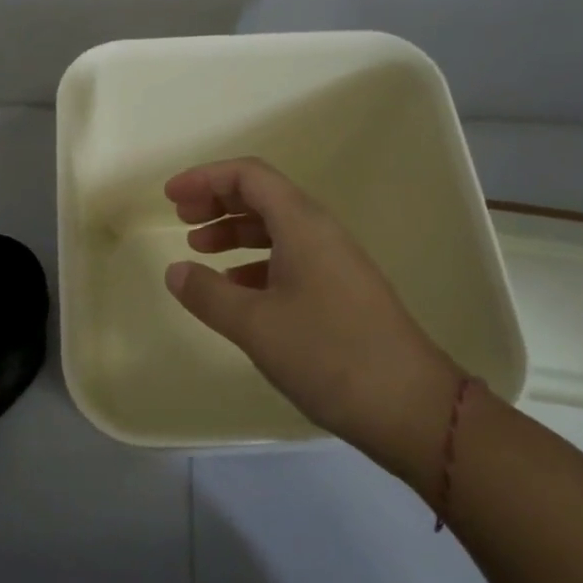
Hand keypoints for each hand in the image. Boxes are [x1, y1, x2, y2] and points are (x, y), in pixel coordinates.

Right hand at [163, 158, 459, 480]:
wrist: (412, 406)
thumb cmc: (329, 354)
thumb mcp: (256, 325)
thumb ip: (208, 294)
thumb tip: (176, 271)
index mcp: (302, 223)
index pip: (248, 175)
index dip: (205, 178)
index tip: (170, 197)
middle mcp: (320, 231)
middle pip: (262, 195)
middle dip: (217, 200)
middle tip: (181, 218)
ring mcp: (334, 261)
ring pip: (275, 227)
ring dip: (235, 231)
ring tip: (200, 249)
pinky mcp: (341, 290)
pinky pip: (289, 256)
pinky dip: (255, 261)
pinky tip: (236, 287)